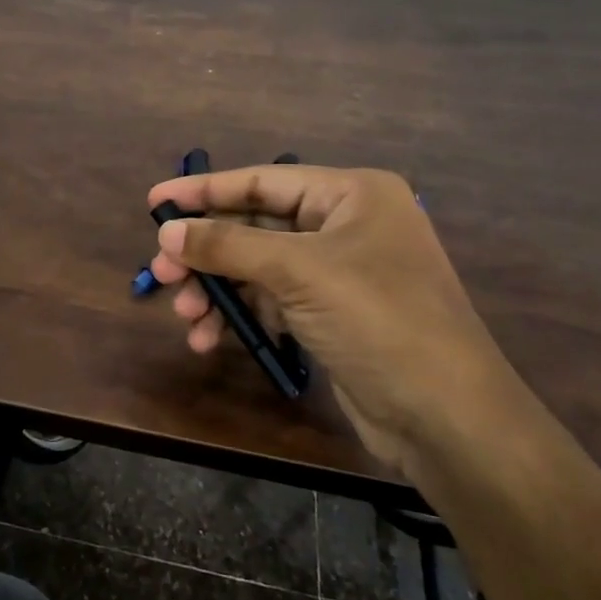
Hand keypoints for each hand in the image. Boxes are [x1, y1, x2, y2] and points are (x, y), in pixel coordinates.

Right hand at [147, 165, 521, 471]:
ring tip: (183, 315)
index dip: (204, 191)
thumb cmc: (378, 320)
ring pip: (257, 267)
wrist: (446, 417)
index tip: (154, 201)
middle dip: (206, 252)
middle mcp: (345, 225)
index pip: (262, 182)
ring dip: (217, 290)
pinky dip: (240, 316)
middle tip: (160, 272)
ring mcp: (339, 272)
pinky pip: (271, 300)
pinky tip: (208, 339)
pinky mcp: (331, 314)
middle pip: (255, 227)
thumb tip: (167, 231)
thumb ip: (228, 246)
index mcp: (351, 195)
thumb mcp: (298, 272)